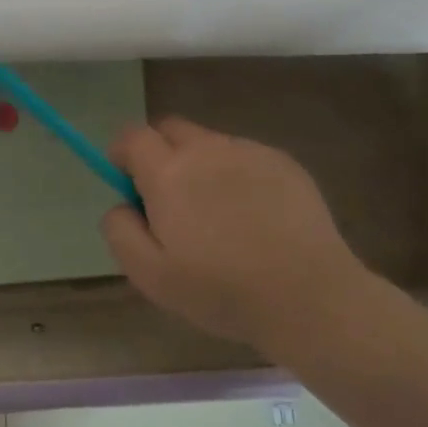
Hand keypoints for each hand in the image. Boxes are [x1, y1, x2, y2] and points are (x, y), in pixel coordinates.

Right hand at [101, 117, 370, 356]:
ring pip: (210, 143)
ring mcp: (251, 153)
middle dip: (159, 152)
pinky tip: (253, 216)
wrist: (308, 297)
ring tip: (217, 214)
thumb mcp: (148, 274)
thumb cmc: (219, 289)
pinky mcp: (286, 164)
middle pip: (171, 128)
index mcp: (169, 172)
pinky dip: (236, 175)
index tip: (128, 184)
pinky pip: (245, 157)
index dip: (122, 154)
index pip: (132, 136)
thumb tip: (121, 204)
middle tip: (168, 199)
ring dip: (200, 164)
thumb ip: (119, 230)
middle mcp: (208, 149)